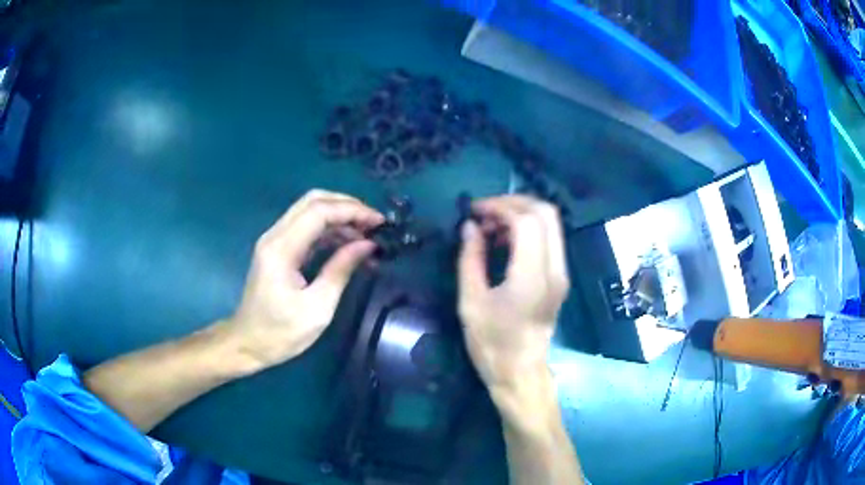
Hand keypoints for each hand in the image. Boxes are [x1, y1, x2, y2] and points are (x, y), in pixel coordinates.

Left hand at [227, 190, 383, 368]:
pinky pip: (307, 229)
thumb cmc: (280, 333)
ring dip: (340, 218)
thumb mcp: (317, 308)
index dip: (352, 210)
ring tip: (367, 237)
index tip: (379, 223)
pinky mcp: (278, 250)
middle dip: (347, 206)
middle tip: (374, 224)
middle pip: (313, 201)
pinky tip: (349, 245)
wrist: (247, 344)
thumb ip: (341, 270)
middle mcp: (275, 236)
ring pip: (310, 212)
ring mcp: (275, 241)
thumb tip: (368, 245)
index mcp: (281, 249)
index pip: (319, 211)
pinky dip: (330, 231)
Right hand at [457, 195, 569, 391]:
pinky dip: (528, 230)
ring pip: (551, 223)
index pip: (527, 220)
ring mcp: (561, 273)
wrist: (519, 372)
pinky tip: (504, 242)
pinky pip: (549, 239)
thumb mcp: (470, 301)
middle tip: (484, 213)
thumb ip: (470, 258)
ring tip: (490, 229)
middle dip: (514, 203)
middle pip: (546, 213)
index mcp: (532, 276)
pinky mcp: (560, 278)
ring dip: (521, 215)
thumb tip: (470, 226)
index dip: (499, 206)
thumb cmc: (491, 343)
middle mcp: (555, 269)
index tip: (474, 211)